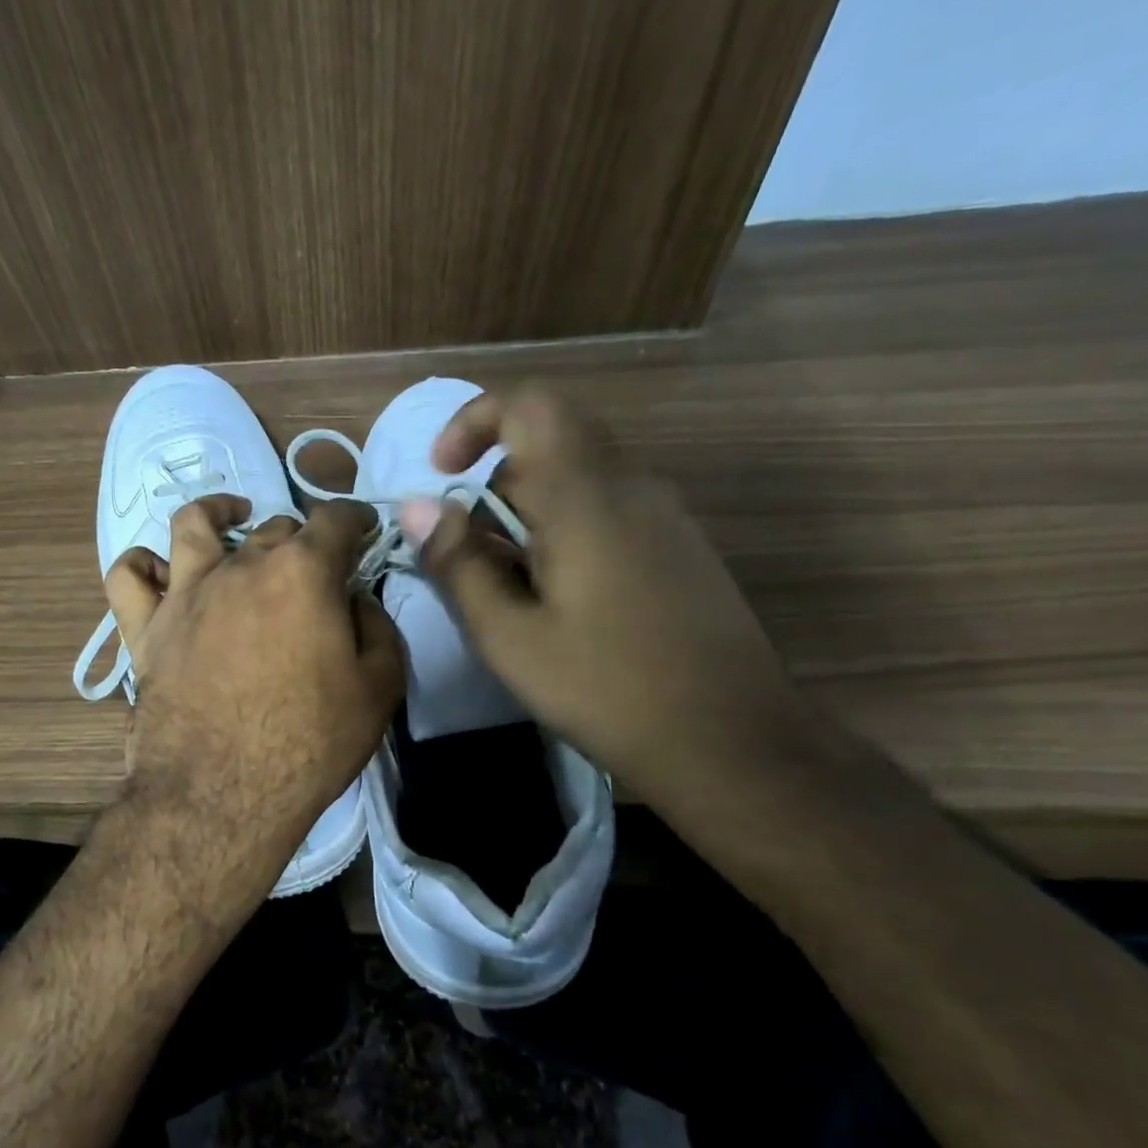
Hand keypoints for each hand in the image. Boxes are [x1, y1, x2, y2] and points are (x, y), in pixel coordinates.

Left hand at [104, 497, 403, 886]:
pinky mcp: (146, 628)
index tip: (363, 533)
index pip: (335, 520)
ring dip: (218, 514)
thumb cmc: (309, 743)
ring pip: (194, 525)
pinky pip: (127, 577)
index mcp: (302, 572)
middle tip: (313, 570)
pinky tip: (162, 572)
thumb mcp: (378, 688)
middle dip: (302, 539)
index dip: (355, 520)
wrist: (223, 795)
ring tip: (232, 520)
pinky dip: (143, 565)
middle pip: (275, 528)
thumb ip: (377, 628)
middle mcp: (241, 566)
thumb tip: (354, 600)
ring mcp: (186, 593)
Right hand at [401, 391, 801, 799]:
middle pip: (546, 448)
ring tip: (511, 597)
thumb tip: (416, 506)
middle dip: (492, 492)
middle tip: (470, 567)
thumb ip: (457, 563)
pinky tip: (562, 606)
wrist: (731, 742)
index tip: (441, 473)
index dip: (474, 421)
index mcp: (585, 496)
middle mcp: (632, 487)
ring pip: (576, 484)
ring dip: (526, 520)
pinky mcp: (681, 547)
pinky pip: (608, 513)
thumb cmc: (606, 688)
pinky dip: (564, 536)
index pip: (530, 405)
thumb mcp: (508, 635)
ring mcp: (665, 516)